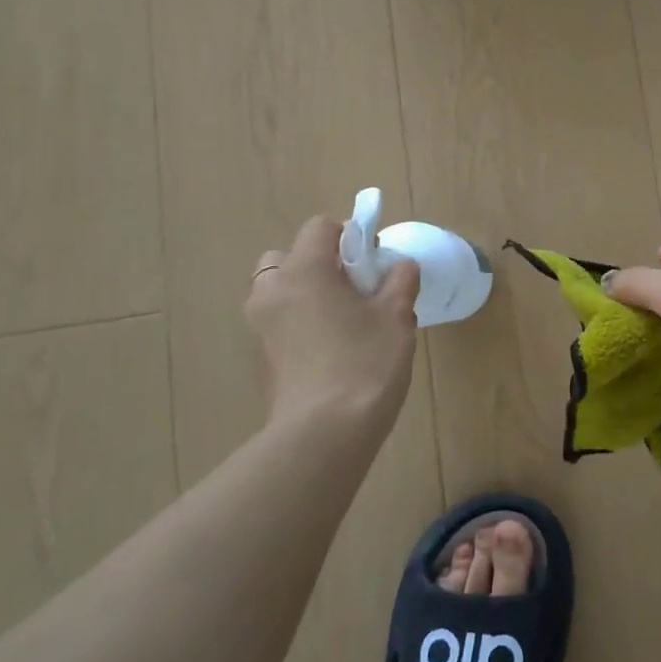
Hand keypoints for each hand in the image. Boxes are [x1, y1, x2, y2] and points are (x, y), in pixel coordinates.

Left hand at [245, 216, 419, 431]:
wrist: (324, 433)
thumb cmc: (365, 362)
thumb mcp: (396, 316)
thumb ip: (400, 281)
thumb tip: (401, 266)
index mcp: (304, 270)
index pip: (320, 227)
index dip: (350, 235)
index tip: (373, 261)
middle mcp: (272, 291)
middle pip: (288, 257)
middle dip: (318, 264)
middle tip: (354, 289)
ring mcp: (260, 327)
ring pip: (279, 291)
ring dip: (305, 294)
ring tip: (343, 320)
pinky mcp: (261, 359)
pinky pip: (279, 323)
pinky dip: (299, 324)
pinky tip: (331, 350)